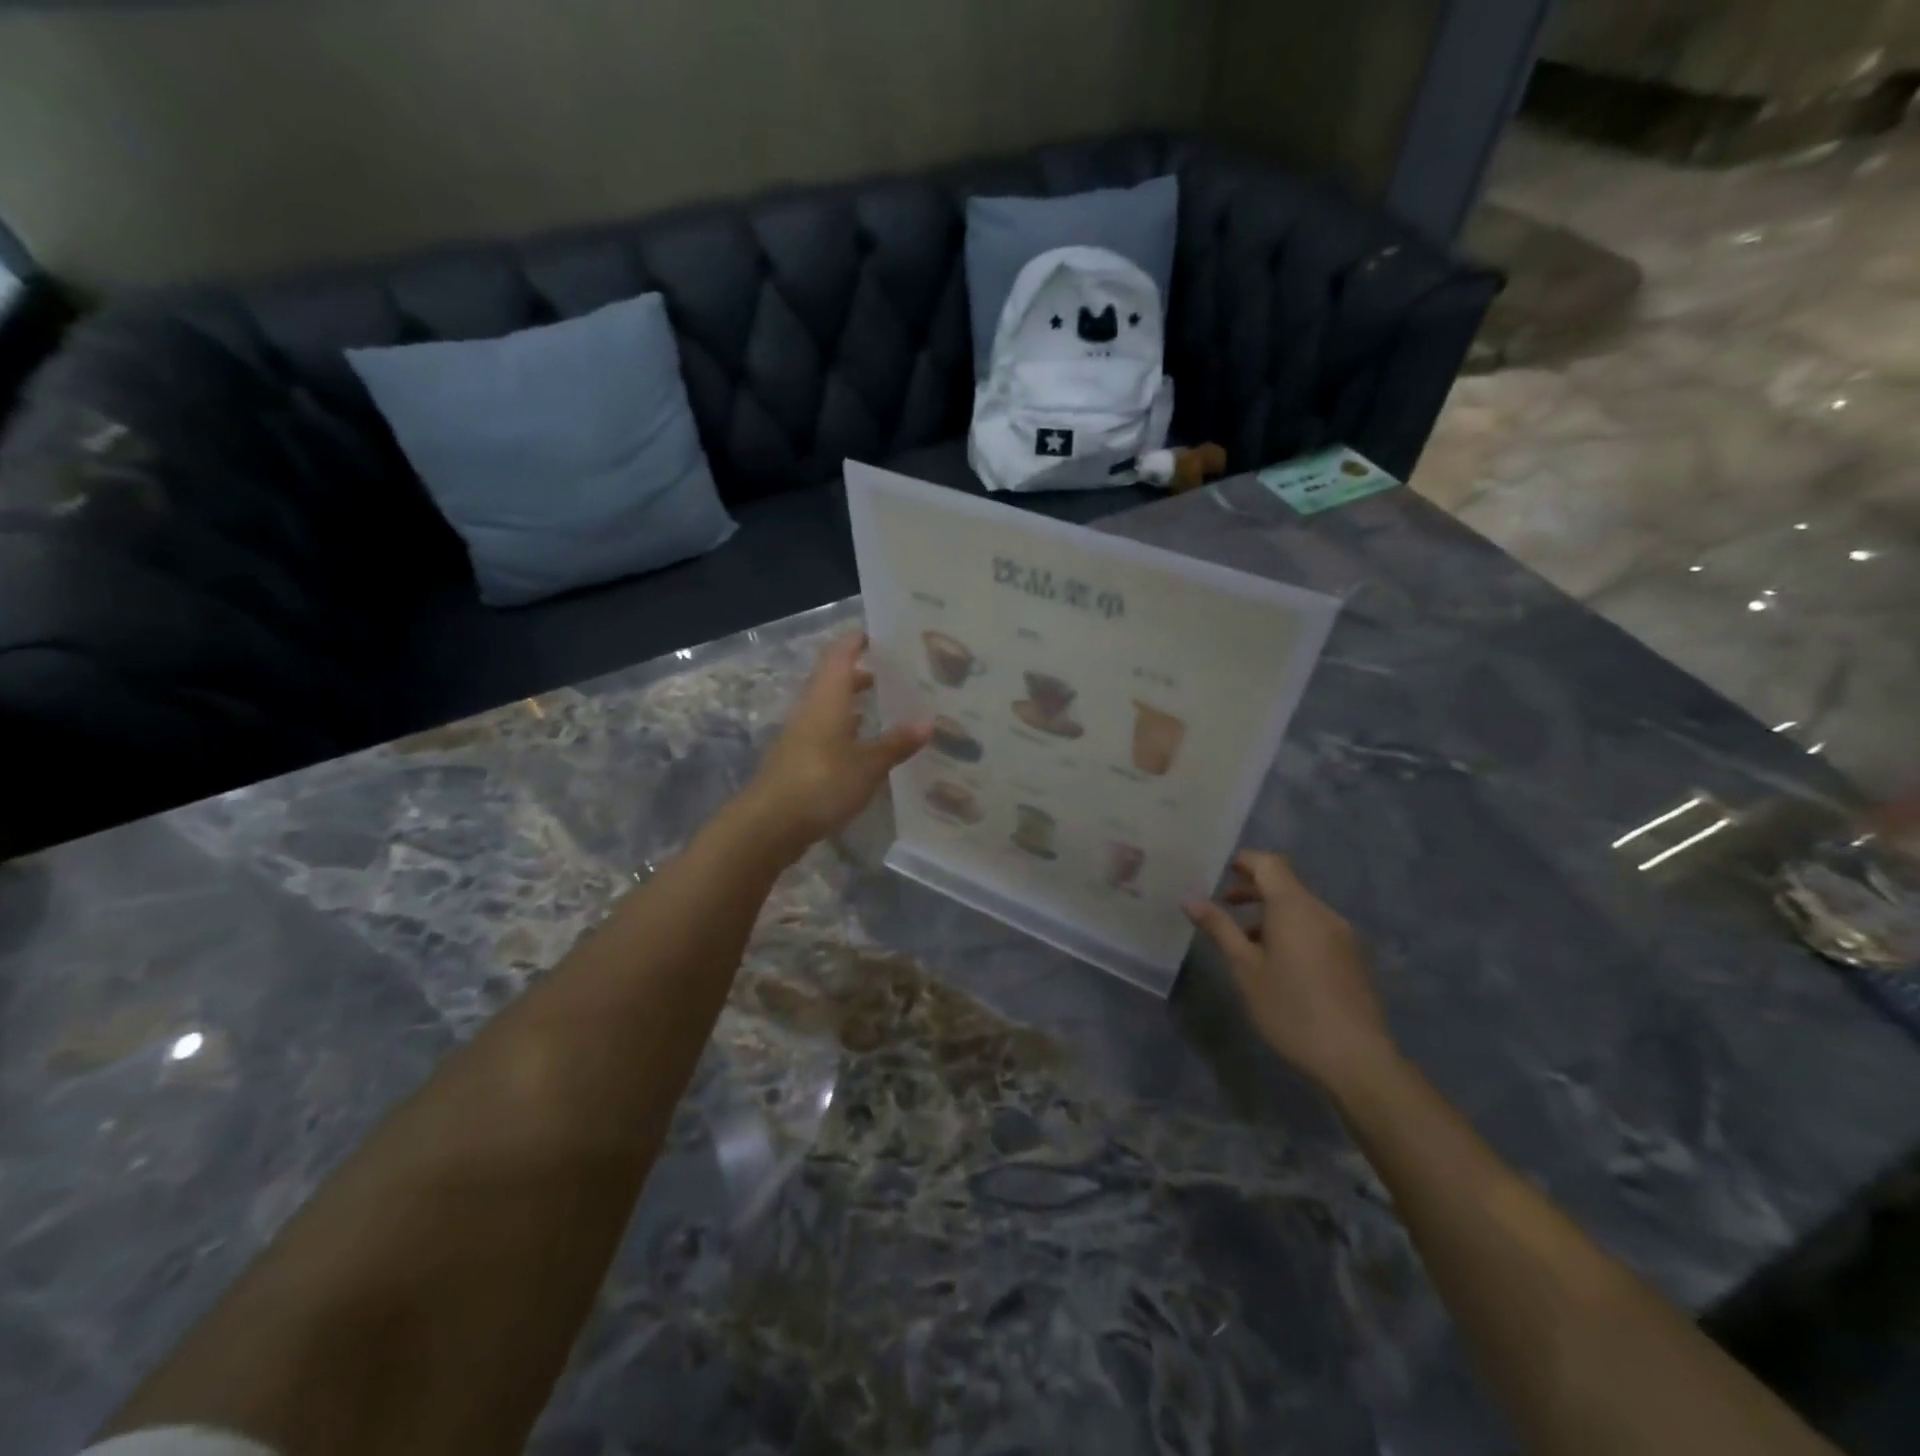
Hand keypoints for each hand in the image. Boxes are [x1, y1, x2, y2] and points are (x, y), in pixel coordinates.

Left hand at [743, 633, 930, 853]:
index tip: (884, 635)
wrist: (769, 824)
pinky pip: (829, 734)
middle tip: (899, 674)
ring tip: (891, 707)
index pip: (841, 654)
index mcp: (827, 697)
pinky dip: (850, 732)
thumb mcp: (868, 764)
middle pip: (836, 680)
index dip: (858, 641)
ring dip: (856, 704)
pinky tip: (869, 745)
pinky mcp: (800, 761)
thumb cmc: (821, 782)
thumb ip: (897, 742)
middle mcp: (812, 709)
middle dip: (864, 674)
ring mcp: (802, 736)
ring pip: (832, 708)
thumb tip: (929, 721)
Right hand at [1185, 852, 1397, 1093]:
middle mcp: (1322, 912)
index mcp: (1294, 907)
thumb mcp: (1244, 968)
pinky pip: (1315, 927)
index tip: (1219, 872)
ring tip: (1244, 941)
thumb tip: (1190, 898)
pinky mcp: (1351, 958)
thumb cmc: (1290, 1008)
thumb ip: (1219, 928)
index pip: (1269, 863)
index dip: (1244, 861)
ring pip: (1300, 908)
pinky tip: (1276, 962)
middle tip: (1222, 906)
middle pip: (1285, 884)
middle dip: (1253, 889)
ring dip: (1271, 912)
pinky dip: (1290, 929)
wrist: (1355, 1058)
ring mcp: (1342, 935)